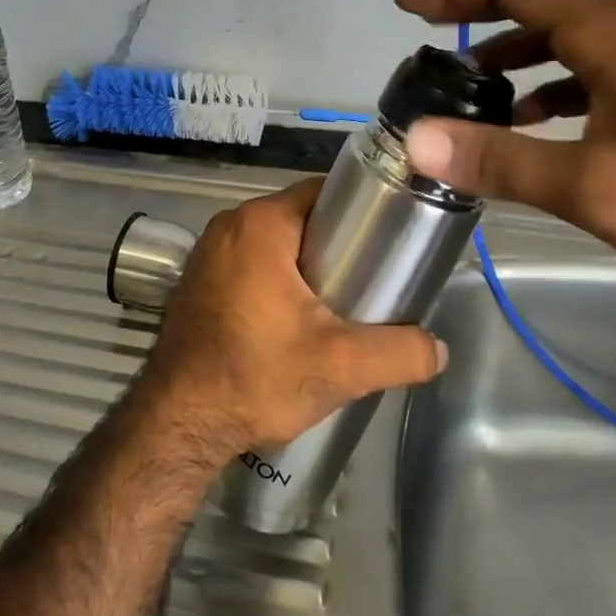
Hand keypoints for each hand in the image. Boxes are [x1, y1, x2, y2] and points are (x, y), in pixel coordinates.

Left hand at [137, 180, 447, 456]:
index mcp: (261, 223)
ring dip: (306, 262)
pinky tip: (296, 315)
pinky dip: (276, 276)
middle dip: (337, 241)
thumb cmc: (256, 377)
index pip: (323, 192)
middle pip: (300, 216)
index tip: (389, 238)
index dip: (361, 210)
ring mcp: (208, 251)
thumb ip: (399, 353)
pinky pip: (249, 260)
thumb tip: (439, 349)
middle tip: (373, 276)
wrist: (177, 423)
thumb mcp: (340, 366)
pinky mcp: (198, 279)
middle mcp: (230, 224)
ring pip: (274, 241)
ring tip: (341, 299)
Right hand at [394, 0, 615, 298]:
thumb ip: (501, 160)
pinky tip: (534, 122)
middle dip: (476, 13)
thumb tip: (417, 140)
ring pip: (566, 40)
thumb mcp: (594, 185)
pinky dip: (549, 86)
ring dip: (512, 55)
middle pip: (539, 2)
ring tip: (470, 89)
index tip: (406, 2)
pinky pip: (591, 73)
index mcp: (613, 34)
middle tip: (426, 35)